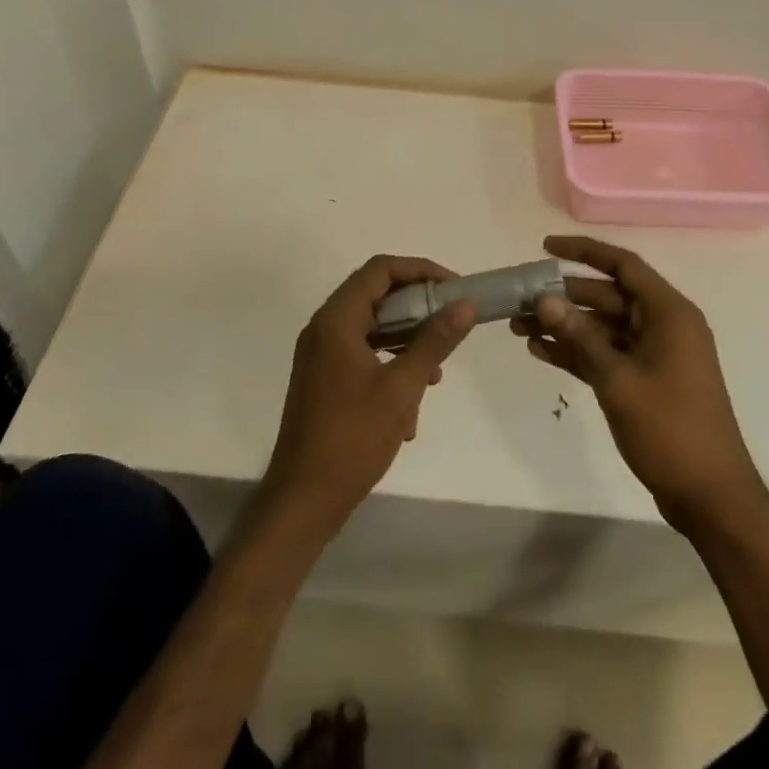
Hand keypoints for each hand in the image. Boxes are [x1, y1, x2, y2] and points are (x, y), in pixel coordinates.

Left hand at [261, 256, 475, 538]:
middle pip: (376, 295)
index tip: (454, 288)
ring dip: (407, 341)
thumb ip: (434, 341)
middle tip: (451, 323)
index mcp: (336, 321)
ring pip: (372, 327)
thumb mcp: (402, 388)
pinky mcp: (324, 379)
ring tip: (435, 373)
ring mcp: (320, 355)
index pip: (380, 269)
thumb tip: (464, 306)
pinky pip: (363, 354)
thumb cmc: (352, 438)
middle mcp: (324, 329)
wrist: (303, 498)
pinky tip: (410, 408)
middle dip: (418, 308)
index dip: (420, 270)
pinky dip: (390, 365)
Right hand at [514, 236, 764, 532]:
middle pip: (607, 297)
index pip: (623, 266)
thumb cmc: (670, 429)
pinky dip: (576, 352)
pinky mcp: (643, 380)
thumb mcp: (618, 380)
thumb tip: (544, 300)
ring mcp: (653, 354)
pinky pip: (605, 354)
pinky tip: (539, 352)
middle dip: (563, 297)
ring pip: (601, 327)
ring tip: (518, 328)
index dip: (584, 252)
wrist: (709, 495)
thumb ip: (580, 337)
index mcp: (669, 314)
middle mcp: (662, 325)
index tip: (544, 247)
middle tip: (519, 300)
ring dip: (564, 327)